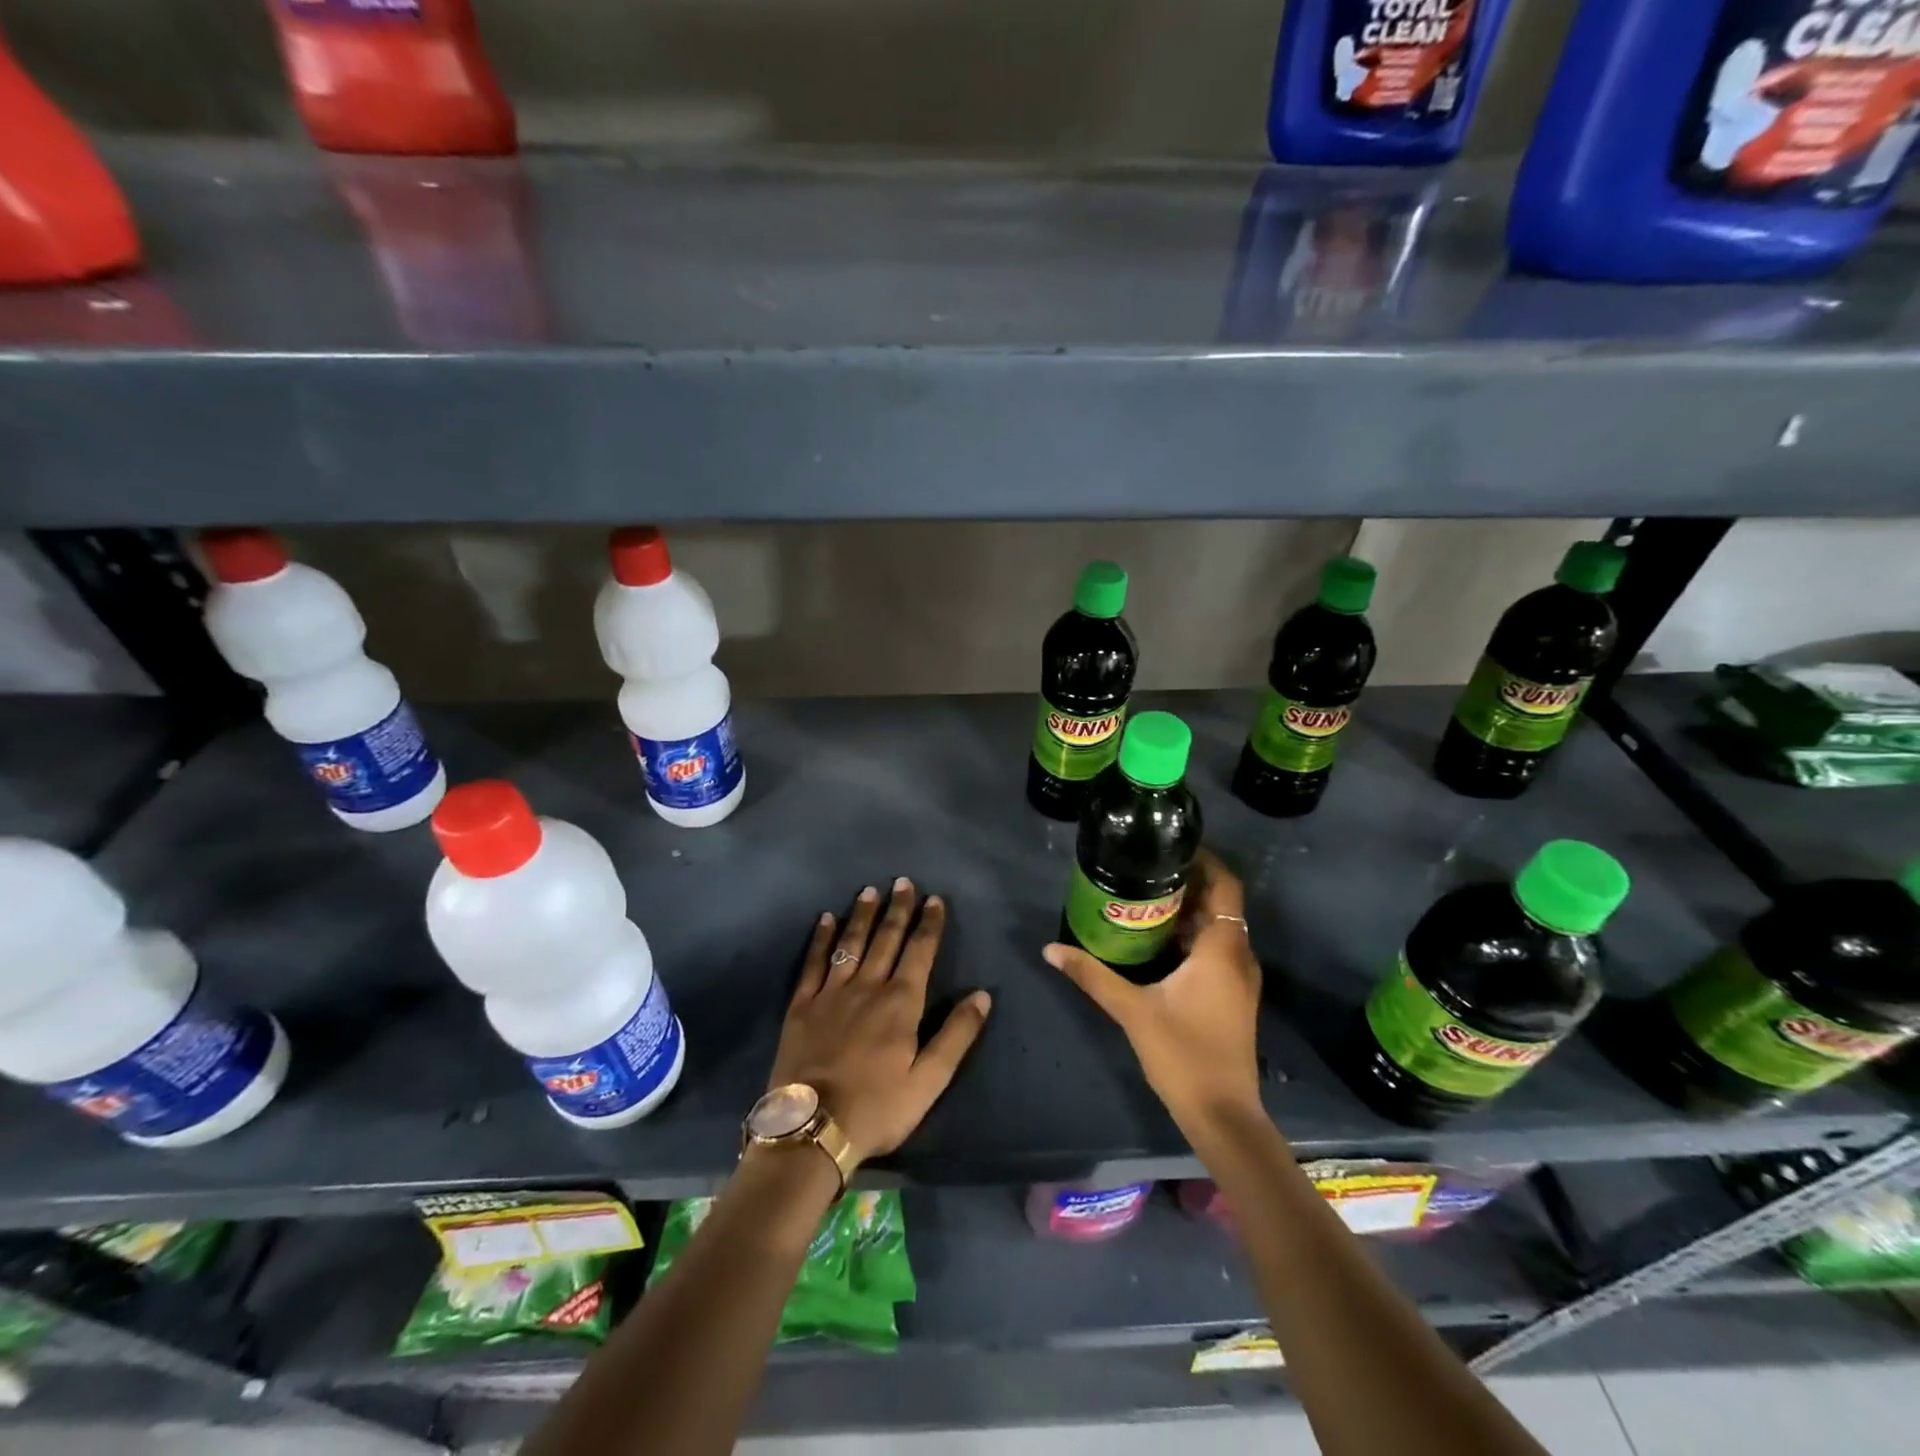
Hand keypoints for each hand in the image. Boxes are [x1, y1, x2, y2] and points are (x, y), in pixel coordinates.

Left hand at [768, 878, 992, 1167]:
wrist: (812, 1130)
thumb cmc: (878, 1108)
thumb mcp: (929, 1081)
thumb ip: (956, 1035)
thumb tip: (982, 995)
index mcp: (901, 1004)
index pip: (919, 952)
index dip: (929, 924)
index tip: (935, 899)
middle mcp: (867, 987)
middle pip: (886, 939)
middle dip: (898, 909)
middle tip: (903, 882)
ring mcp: (831, 994)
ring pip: (851, 944)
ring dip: (862, 915)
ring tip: (869, 891)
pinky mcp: (802, 1006)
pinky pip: (813, 963)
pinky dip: (821, 939)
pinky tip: (825, 920)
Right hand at [1045, 850, 1261, 1131]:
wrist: (1223, 1115)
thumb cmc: (1183, 1054)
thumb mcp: (1132, 1010)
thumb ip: (1092, 975)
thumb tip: (1050, 949)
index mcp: (1222, 948)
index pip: (1225, 884)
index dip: (1203, 859)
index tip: (1168, 845)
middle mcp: (1238, 954)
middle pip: (1220, 901)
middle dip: (1186, 881)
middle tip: (1144, 868)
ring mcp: (1239, 977)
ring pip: (1217, 926)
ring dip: (1188, 909)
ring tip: (1144, 896)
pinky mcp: (1233, 994)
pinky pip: (1215, 948)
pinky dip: (1192, 934)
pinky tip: (1157, 939)